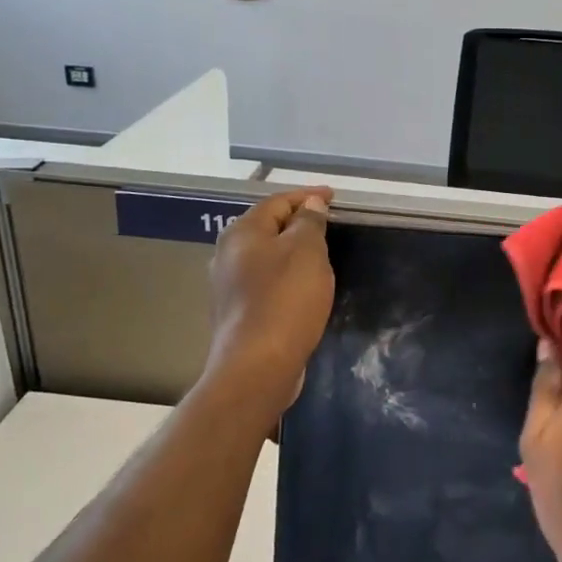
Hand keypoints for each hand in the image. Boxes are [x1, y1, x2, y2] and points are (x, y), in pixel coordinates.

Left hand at [200, 187, 333, 421]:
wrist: (257, 366)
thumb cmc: (285, 299)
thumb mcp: (307, 251)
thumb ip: (309, 222)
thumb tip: (310, 204)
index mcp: (242, 233)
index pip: (278, 201)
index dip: (308, 196)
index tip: (334, 197)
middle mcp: (227, 254)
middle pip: (267, 227)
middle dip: (297, 222)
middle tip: (328, 223)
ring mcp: (228, 286)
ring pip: (265, 256)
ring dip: (291, 250)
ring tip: (320, 253)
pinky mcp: (237, 313)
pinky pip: (265, 281)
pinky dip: (285, 275)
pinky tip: (302, 286)